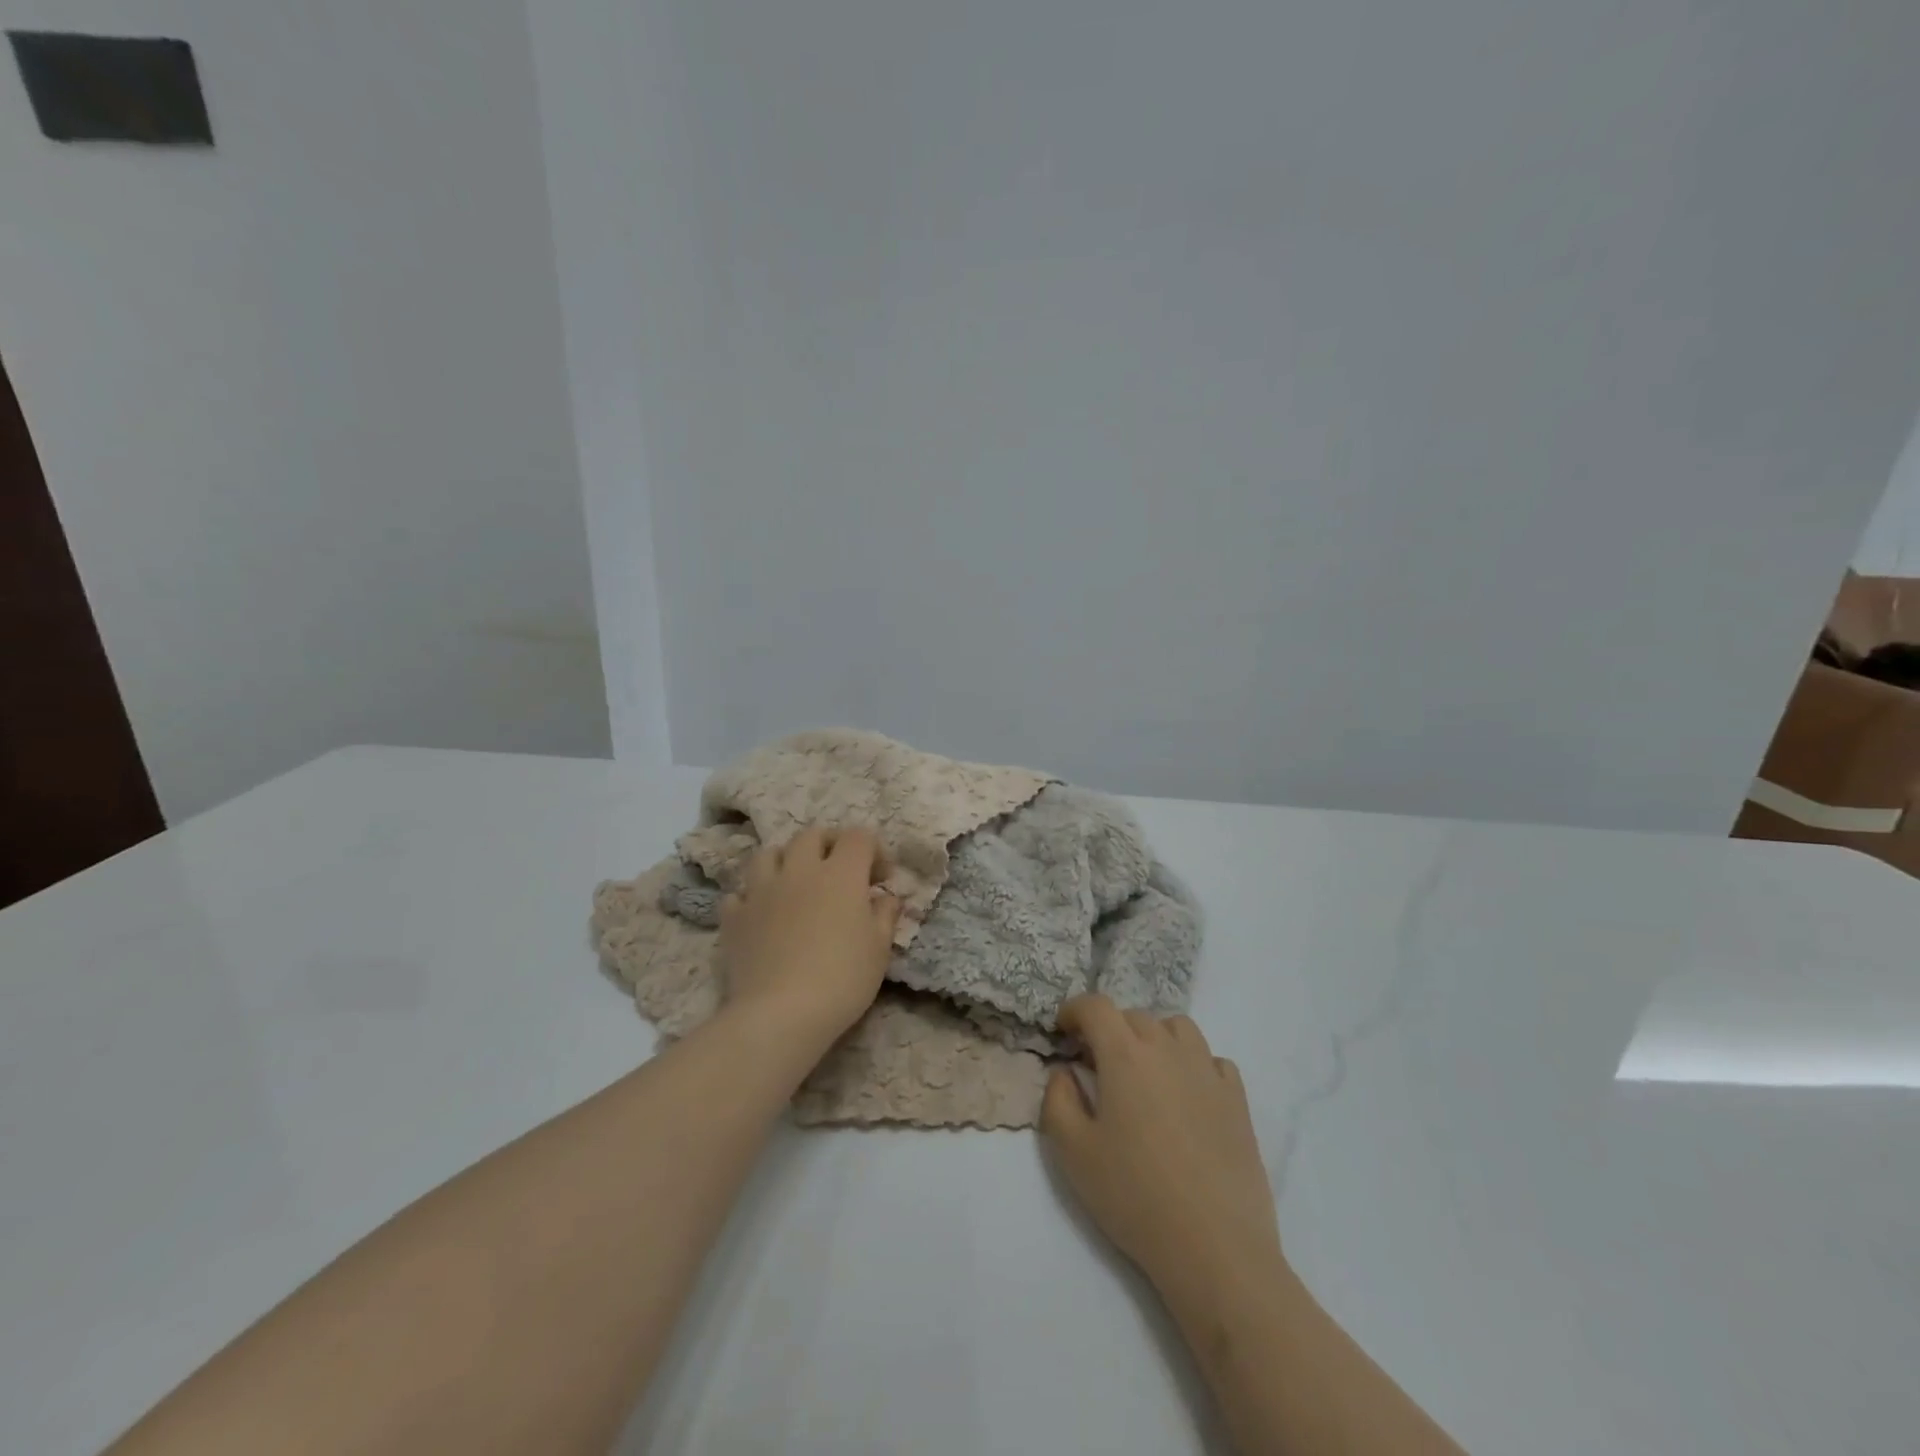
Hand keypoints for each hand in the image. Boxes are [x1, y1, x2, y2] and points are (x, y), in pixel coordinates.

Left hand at [718, 826, 900, 1047]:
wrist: (780, 1014)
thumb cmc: (842, 979)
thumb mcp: (879, 949)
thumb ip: (885, 915)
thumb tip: (886, 897)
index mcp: (841, 874)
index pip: (858, 837)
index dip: (873, 850)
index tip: (880, 879)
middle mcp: (799, 870)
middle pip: (812, 835)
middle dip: (830, 845)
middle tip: (840, 871)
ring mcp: (761, 890)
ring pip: (769, 854)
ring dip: (786, 861)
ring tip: (795, 883)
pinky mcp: (735, 916)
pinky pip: (740, 893)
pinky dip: (752, 897)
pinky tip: (762, 914)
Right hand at [1042, 996, 1282, 1299]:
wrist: (1215, 1246)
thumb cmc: (1134, 1195)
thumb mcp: (1073, 1152)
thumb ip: (1058, 1099)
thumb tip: (1066, 1071)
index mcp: (1125, 1055)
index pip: (1096, 1006)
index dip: (1075, 1010)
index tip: (1063, 1030)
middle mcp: (1168, 1049)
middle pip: (1135, 1016)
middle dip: (1110, 1029)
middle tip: (1098, 1064)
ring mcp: (1208, 1071)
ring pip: (1178, 1028)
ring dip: (1154, 1038)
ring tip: (1145, 1073)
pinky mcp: (1237, 1099)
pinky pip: (1212, 1060)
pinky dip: (1193, 1064)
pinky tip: (1186, 1096)